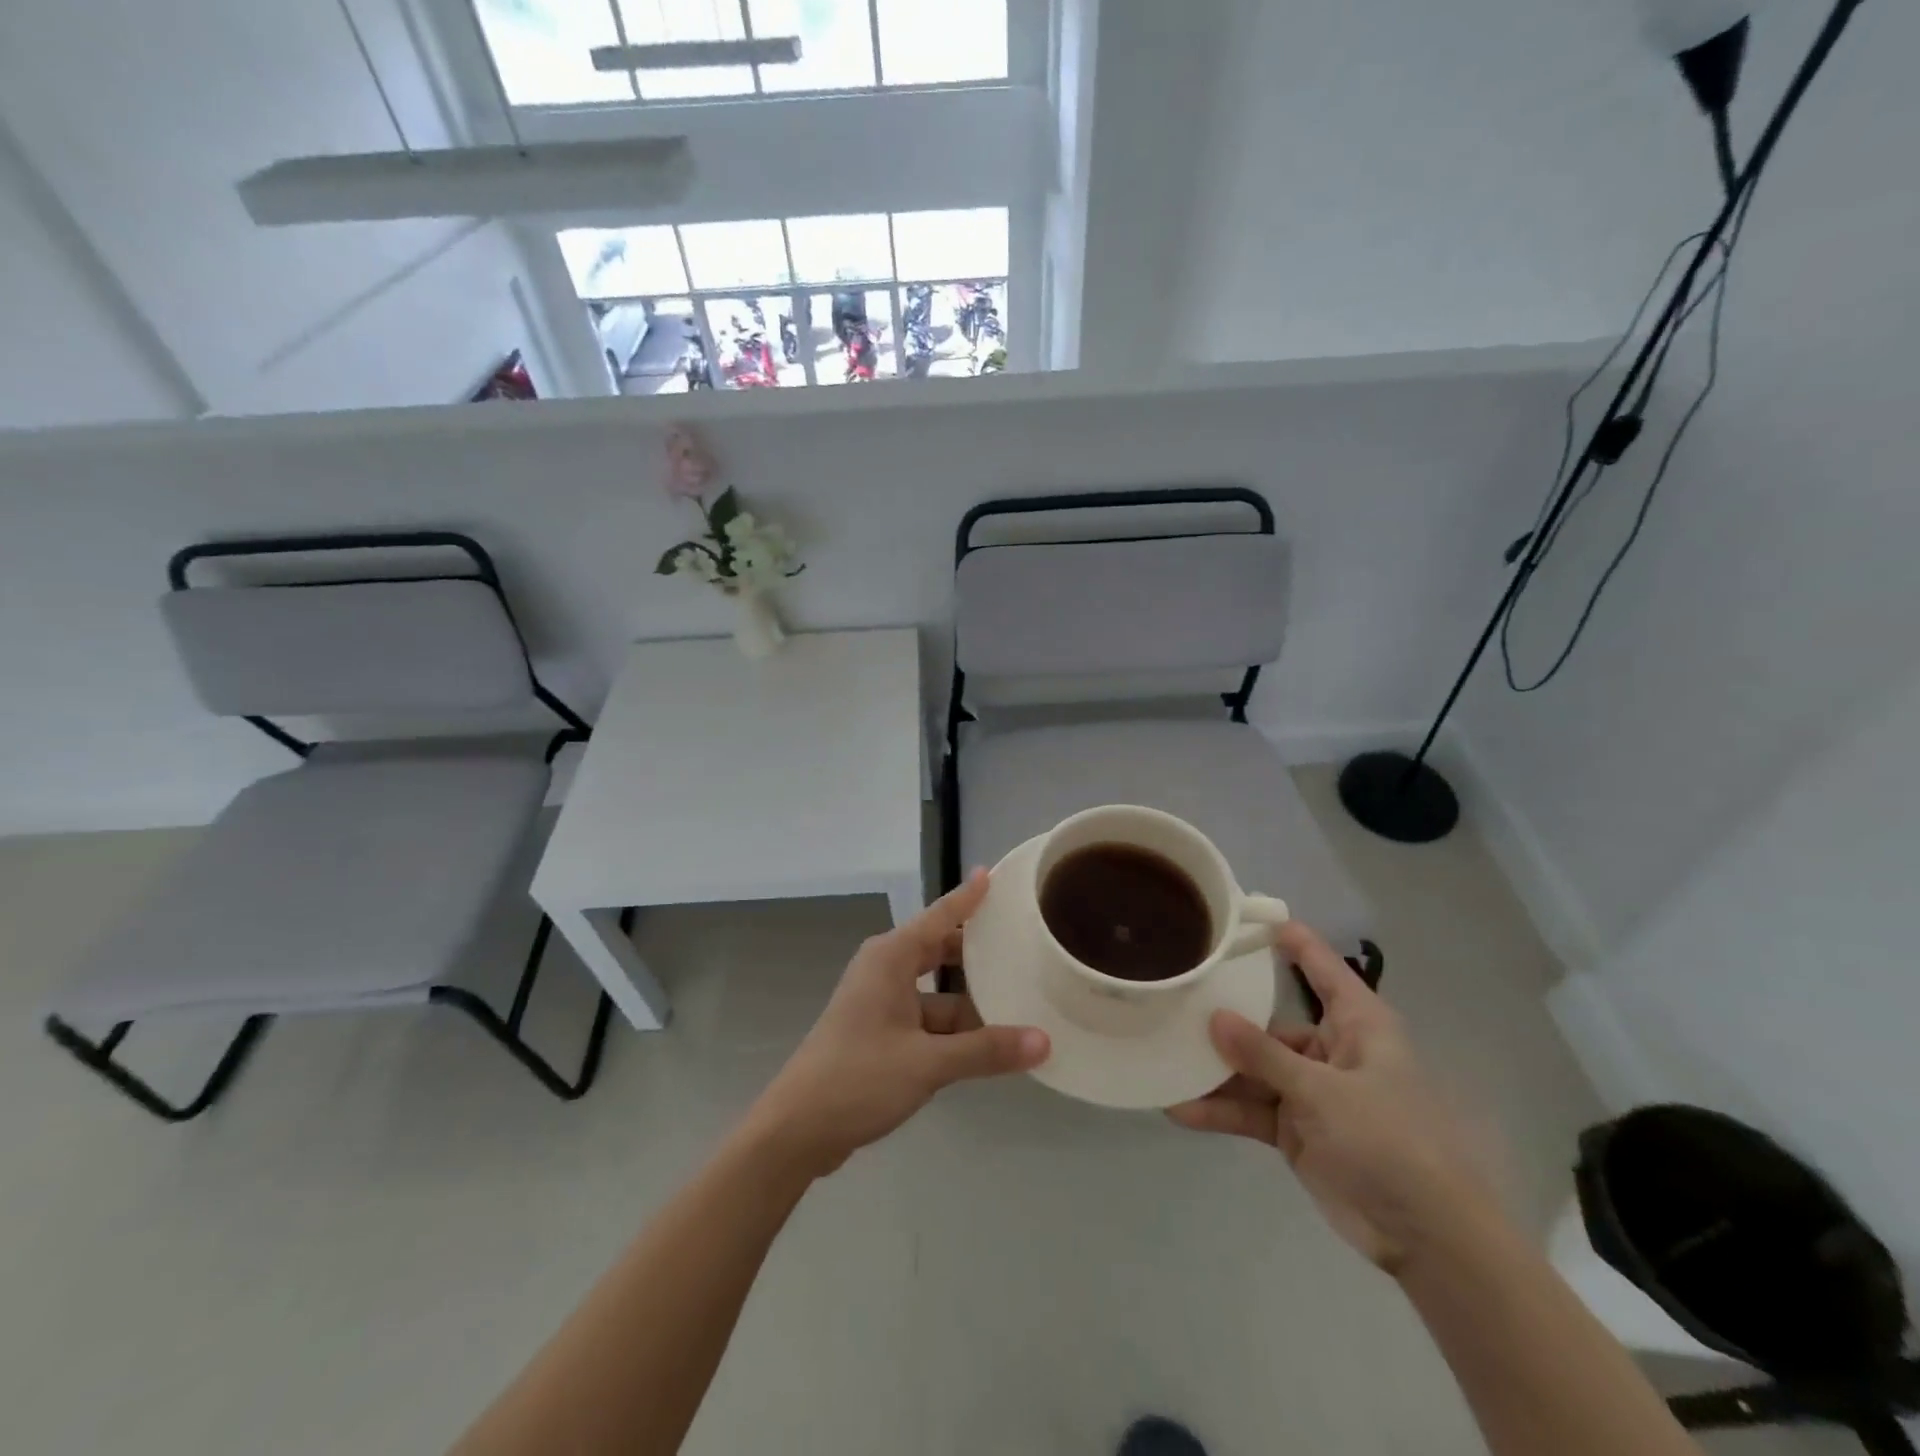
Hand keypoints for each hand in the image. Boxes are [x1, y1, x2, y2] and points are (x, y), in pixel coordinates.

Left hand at [745, 870, 1049, 1176]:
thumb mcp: (928, 1063)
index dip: (969, 896)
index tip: (996, 874)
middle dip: (979, 954)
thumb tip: (1044, 1041)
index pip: (940, 916)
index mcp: (891, 957)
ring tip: (1021, 1005)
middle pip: (941, 951)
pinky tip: (988, 1046)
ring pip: (938, 993)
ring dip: (971, 1004)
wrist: (796, 1129)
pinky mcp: (880, 1033)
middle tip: (1024, 947)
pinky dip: (954, 1030)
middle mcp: (885, 970)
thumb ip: (986, 1050)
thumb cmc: (858, 1078)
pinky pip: (927, 1019)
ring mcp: (881, 1003)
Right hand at [1166, 922, 1497, 1274]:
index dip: (1289, 939)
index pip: (1321, 966)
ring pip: (1254, 1069)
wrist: (1427, 1238)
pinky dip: (1221, 1110)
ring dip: (1215, 1071)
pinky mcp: (1296, 1130)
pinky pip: (1251, 1110)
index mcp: (1357, 1024)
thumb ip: (1265, 1055)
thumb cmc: (1391, 1141)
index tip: (1245, 914)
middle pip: (1270, 1022)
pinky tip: (1180, 1109)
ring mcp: (1311, 1092)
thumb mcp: (1324, 1092)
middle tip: (1175, 998)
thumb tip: (1213, 1016)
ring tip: (1164, 1057)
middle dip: (1225, 1018)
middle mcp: (1330, 1049)